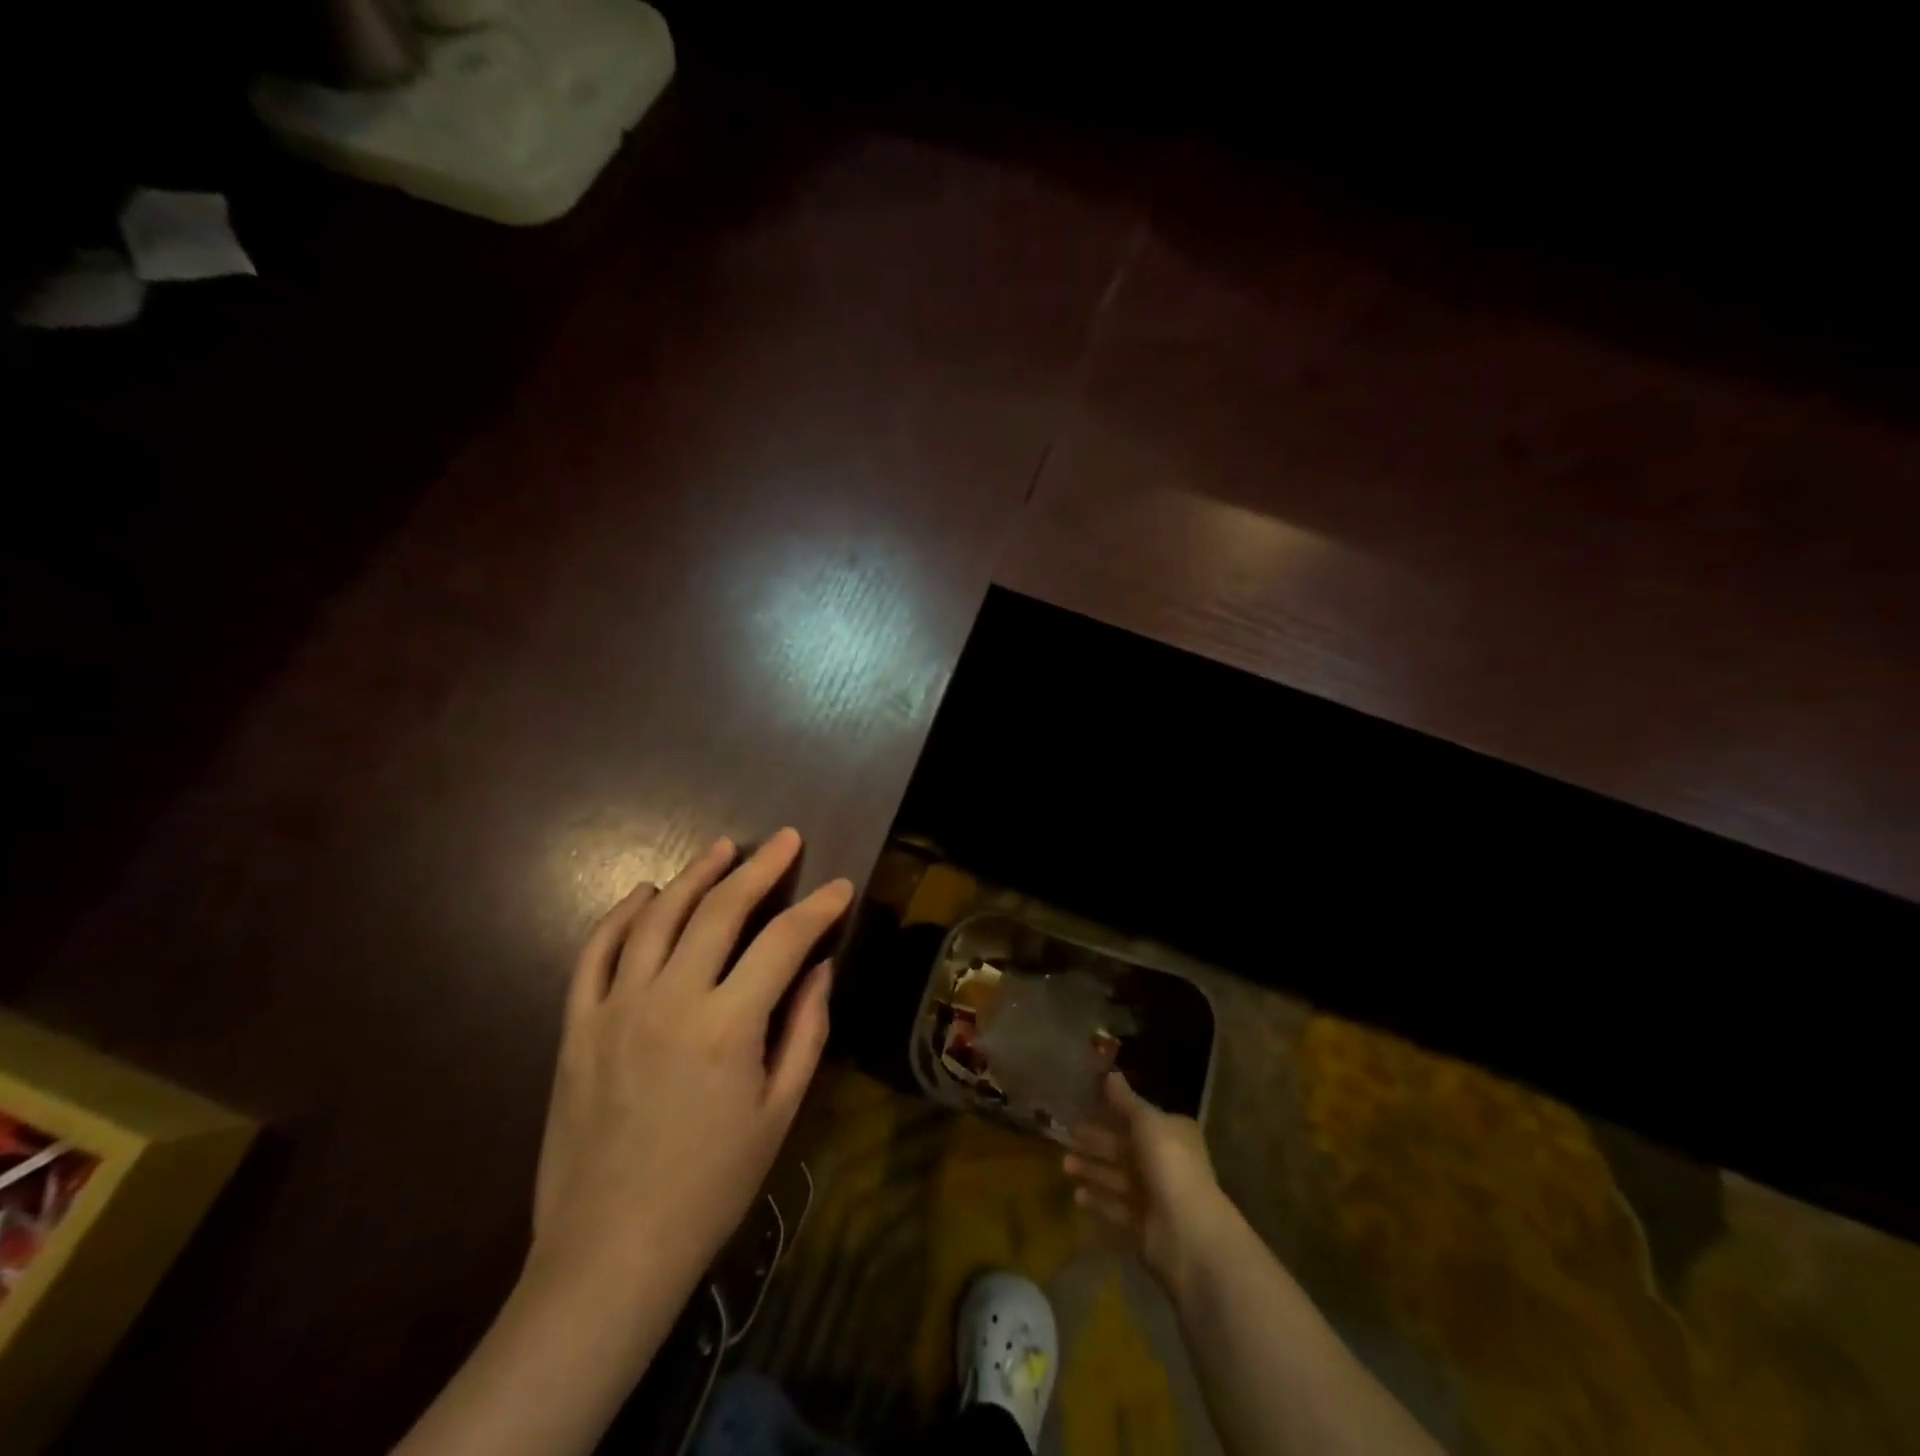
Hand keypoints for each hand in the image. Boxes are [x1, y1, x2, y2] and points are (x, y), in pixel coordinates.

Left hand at [530, 828, 851, 1298]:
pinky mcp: (577, 1025)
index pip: (784, 941)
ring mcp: (616, 1007)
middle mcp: (671, 1000)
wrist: (610, 1250)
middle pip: (720, 910)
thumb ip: (805, 1031)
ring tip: (723, 849)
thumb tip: (819, 968)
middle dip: (761, 868)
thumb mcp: (779, 1113)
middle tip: (787, 840)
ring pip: (658, 917)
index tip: (839, 887)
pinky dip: (621, 915)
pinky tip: (644, 893)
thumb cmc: (711, 1186)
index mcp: (728, 1025)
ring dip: (695, 875)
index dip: (817, 908)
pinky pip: (596, 952)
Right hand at [1064, 1072, 1234, 1297]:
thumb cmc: (1170, 1166)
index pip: (1138, 1118)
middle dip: (1096, 1141)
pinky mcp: (1145, 1226)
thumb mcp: (1147, 1123)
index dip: (1113, 1110)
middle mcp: (1165, 1162)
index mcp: (1171, 1134)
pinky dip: (1099, 1200)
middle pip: (1125, 1147)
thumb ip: (1126, 1101)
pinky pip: (1117, 1207)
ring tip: (1064, 1164)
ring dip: (1093, 1169)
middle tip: (1067, 1132)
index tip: (1085, 1103)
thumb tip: (1110, 1073)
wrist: (1190, 1235)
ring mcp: (1156, 1196)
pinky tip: (1077, 1195)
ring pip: (1118, 1177)